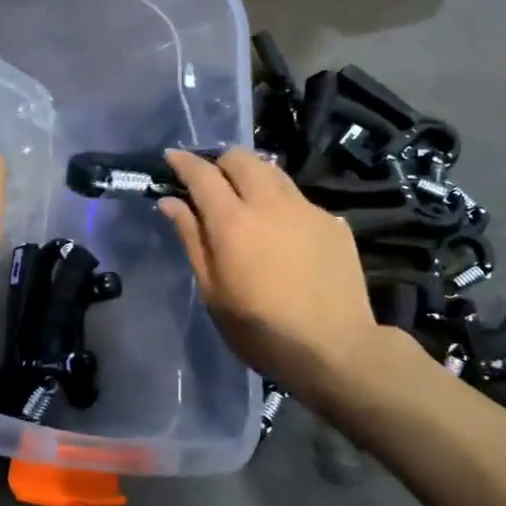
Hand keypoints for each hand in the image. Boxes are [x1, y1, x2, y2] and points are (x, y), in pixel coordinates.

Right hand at [158, 149, 400, 403]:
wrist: (335, 349)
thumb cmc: (260, 330)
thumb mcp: (213, 292)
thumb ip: (192, 239)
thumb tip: (170, 202)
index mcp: (233, 222)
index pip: (202, 174)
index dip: (183, 161)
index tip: (171, 157)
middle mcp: (270, 203)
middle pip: (241, 158)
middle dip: (220, 163)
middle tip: (211, 185)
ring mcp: (306, 209)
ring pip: (273, 171)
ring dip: (252, 176)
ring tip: (246, 202)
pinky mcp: (333, 222)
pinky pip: (298, 199)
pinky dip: (281, 204)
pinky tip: (283, 234)